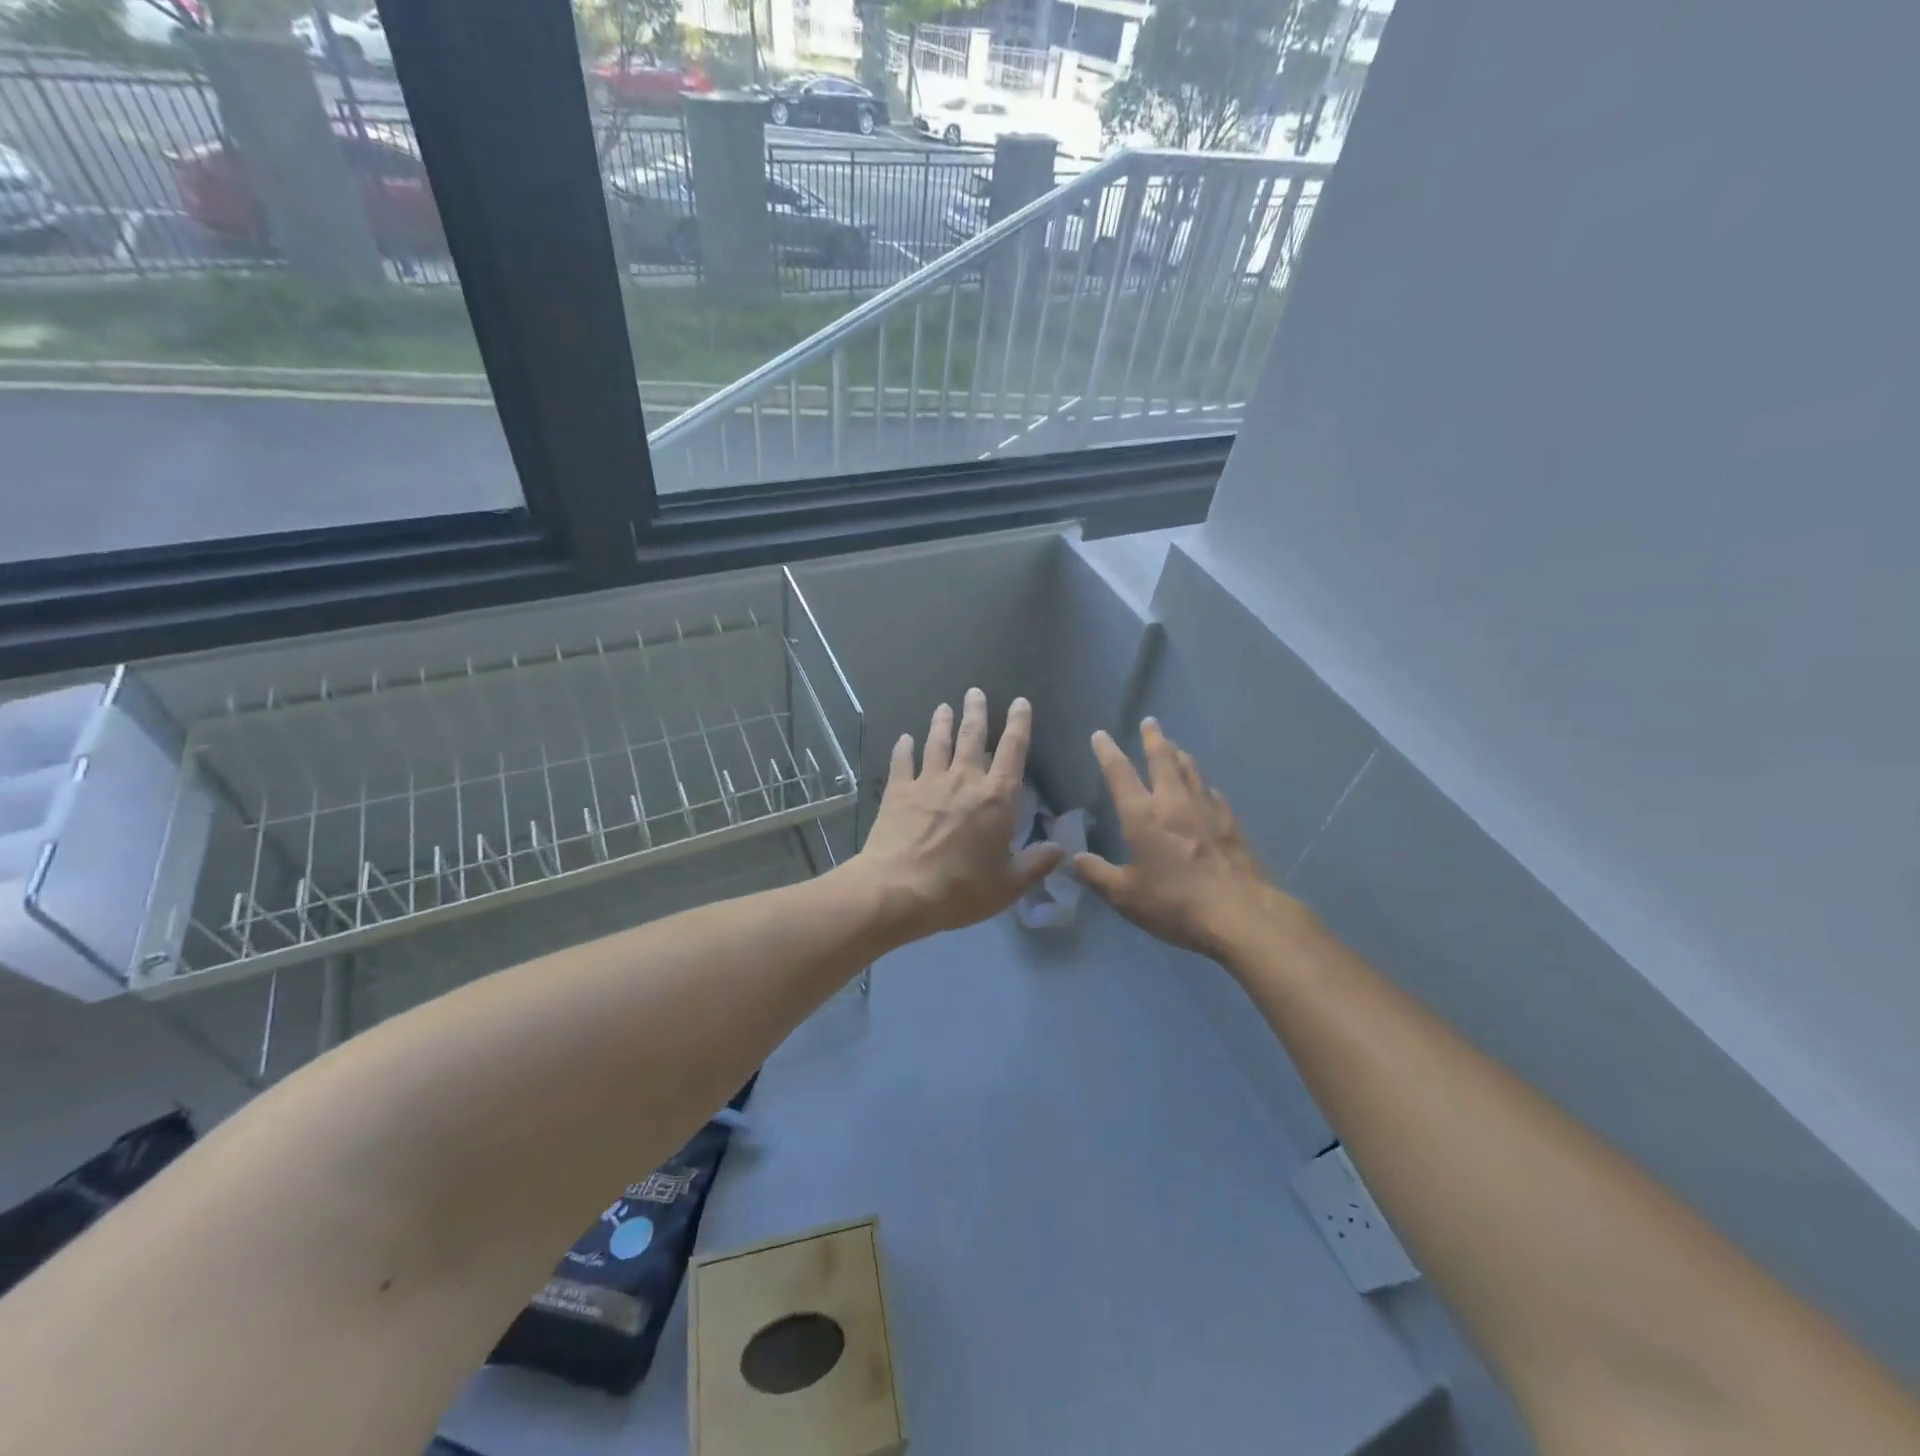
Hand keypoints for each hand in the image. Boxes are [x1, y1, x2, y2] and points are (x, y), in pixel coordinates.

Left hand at [853, 689, 1062, 941]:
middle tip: (974, 691)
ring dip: (941, 722)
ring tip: (943, 707)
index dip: (1019, 724)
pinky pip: (902, 762)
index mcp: (996, 797)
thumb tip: (1059, 849)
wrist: (898, 890)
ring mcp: (927, 781)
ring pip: (937, 742)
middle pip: (971, 735)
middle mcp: (963, 779)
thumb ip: (1035, 864)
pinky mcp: (897, 792)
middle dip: (976, 711)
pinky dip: (904, 748)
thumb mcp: (1008, 886)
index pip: (1012, 751)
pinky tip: (904, 739)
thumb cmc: (960, 889)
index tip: (1019, 703)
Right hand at [1076, 719, 1296, 960]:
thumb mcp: (1125, 896)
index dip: (1107, 752)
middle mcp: (1174, 803)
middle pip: (1163, 759)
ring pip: (1191, 770)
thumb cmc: (1174, 904)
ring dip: (1180, 755)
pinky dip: (1203, 784)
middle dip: (1154, 738)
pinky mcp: (1231, 824)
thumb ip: (1098, 875)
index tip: (1101, 735)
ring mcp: (1207, 810)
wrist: (1240, 914)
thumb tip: (1076, 858)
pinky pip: (1212, 793)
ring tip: (1174, 746)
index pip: (1119, 774)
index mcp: (1143, 816)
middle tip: (1150, 722)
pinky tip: (1205, 788)